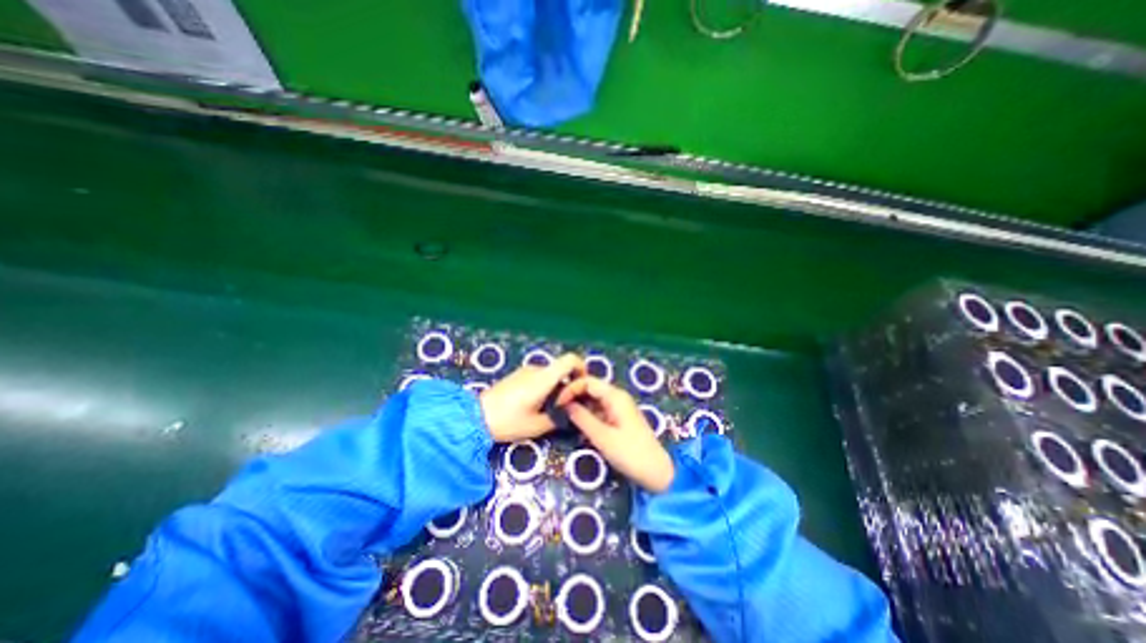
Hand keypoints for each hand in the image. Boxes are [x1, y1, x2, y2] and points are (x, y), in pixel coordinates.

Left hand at [479, 354, 584, 444]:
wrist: (476, 416)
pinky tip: (535, 405)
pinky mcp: (518, 375)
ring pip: (550, 374)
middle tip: (566, 405)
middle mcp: (536, 369)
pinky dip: (544, 387)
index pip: (570, 359)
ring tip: (549, 408)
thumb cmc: (508, 421)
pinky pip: (539, 376)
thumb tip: (570, 412)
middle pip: (561, 369)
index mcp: (543, 379)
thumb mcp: (537, 426)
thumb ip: (558, 417)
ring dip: (555, 387)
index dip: (582, 368)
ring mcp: (526, 371)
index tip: (582, 384)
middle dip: (568, 384)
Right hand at [557, 377, 672, 492]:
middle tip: (557, 408)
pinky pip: (600, 409)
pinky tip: (578, 423)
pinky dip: (588, 413)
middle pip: (591, 388)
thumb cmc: (630, 453)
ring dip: (580, 404)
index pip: (588, 381)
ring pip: (594, 399)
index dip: (571, 389)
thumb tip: (565, 404)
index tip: (557, 403)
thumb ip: (582, 418)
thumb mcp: (602, 436)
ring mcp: (619, 407)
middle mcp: (617, 397)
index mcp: (615, 396)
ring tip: (563, 415)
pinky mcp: (619, 418)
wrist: (656, 472)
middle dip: (574, 395)